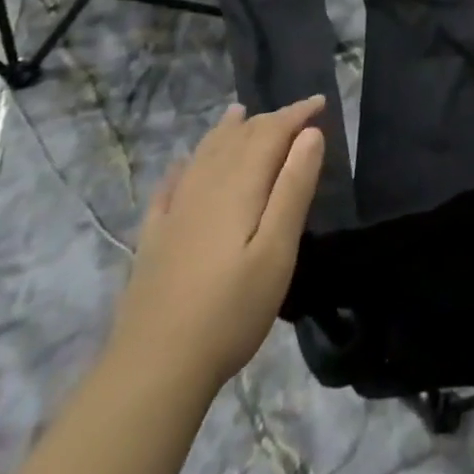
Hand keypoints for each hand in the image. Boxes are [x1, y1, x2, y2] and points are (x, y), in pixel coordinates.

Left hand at [109, 97, 326, 395]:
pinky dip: (185, 166)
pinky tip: (184, 165)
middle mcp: (205, 187)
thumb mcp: (277, 250)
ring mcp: (175, 213)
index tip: (320, 102)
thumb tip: (310, 134)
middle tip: (295, 114)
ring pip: (204, 155)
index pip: (271, 133)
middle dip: (268, 120)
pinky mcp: (155, 240)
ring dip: (227, 131)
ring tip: (240, 114)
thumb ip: (294, 188)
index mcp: (239, 186)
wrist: (153, 370)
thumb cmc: (230, 310)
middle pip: (238, 139)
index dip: (296, 114)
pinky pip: (171, 186)